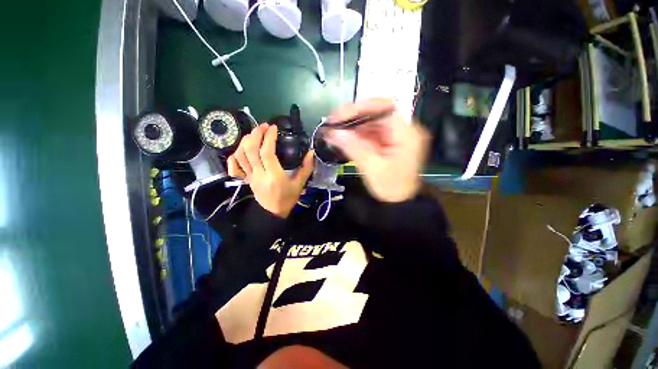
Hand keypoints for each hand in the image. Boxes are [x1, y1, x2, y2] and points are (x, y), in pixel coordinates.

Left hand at [227, 124, 313, 217]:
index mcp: (274, 176)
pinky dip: (234, 156)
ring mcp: (250, 176)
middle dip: (256, 134)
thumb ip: (306, 167)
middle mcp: (259, 174)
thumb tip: (311, 152)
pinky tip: (241, 149)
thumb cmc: (288, 198)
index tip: (274, 128)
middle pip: (251, 150)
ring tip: (254, 133)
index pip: (267, 153)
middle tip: (264, 126)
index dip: (269, 138)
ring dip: (245, 141)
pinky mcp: (245, 179)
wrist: (273, 213)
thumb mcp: (300, 184)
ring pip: (241, 155)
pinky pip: (234, 167)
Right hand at [324, 98, 428, 202]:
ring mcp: (395, 136)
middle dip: (353, 118)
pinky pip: (370, 133)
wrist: (399, 203)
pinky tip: (344, 138)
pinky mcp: (387, 142)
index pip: (384, 108)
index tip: (340, 115)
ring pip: (371, 123)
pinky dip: (356, 135)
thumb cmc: (390, 188)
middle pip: (376, 114)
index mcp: (406, 133)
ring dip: (352, 126)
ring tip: (334, 131)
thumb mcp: (371, 167)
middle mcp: (403, 130)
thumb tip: (332, 132)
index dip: (360, 108)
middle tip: (333, 123)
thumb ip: (353, 147)